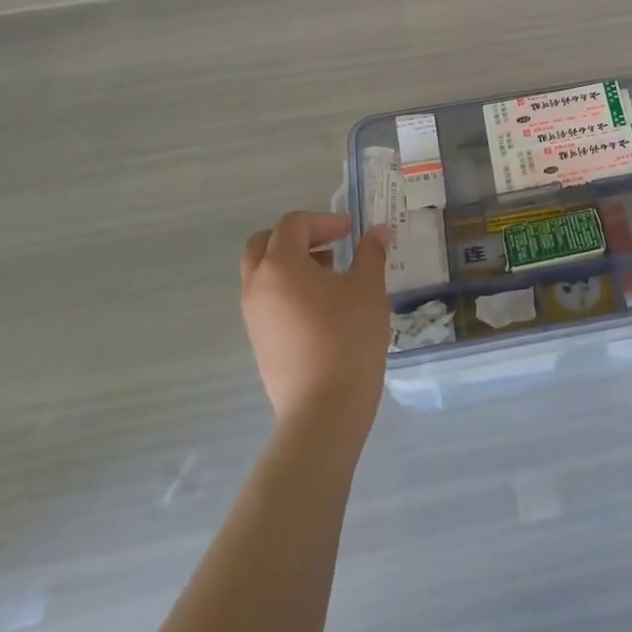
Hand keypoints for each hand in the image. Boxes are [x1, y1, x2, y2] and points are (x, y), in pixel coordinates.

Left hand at [240, 211, 390, 427]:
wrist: (323, 410)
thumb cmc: (347, 338)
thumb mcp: (368, 288)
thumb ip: (371, 253)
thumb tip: (377, 231)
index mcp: (280, 265)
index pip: (293, 224)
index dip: (323, 220)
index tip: (351, 230)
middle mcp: (257, 285)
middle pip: (265, 244)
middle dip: (298, 237)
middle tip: (331, 245)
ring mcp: (253, 316)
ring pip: (263, 273)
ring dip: (292, 263)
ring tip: (331, 276)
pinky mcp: (259, 341)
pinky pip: (266, 300)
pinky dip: (287, 289)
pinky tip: (322, 307)